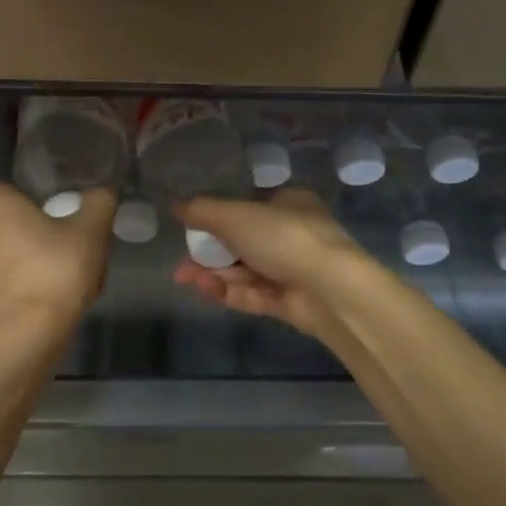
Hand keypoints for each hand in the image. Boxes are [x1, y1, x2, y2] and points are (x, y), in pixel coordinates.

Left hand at [0, 177, 114, 339]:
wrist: (29, 335)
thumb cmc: (55, 269)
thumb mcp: (91, 231)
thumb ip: (98, 204)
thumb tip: (101, 192)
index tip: (13, 191)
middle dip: (19, 224)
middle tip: (54, 231)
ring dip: (22, 256)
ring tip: (57, 268)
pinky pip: (3, 283)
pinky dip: (21, 284)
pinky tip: (50, 296)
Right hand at [171, 188, 366, 343]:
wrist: (330, 289)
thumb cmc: (283, 237)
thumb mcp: (235, 215)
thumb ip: (202, 211)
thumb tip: (175, 205)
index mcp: (289, 203)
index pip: (249, 206)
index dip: (219, 217)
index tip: (192, 228)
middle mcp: (293, 234)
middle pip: (243, 242)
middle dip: (209, 252)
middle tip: (182, 261)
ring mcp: (293, 270)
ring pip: (245, 270)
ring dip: (214, 272)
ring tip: (184, 277)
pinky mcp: (290, 301)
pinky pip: (254, 293)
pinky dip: (229, 291)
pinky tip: (205, 289)